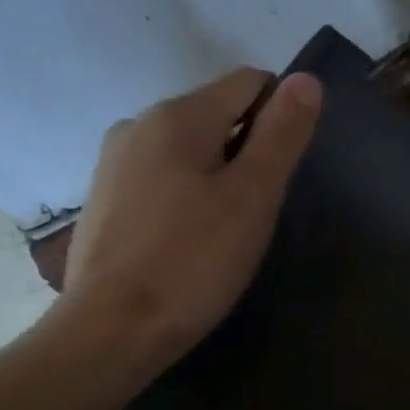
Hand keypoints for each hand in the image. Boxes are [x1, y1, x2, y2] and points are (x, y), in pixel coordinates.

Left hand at [53, 67, 321, 372]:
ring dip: (217, 173)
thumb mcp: (253, 196)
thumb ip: (282, 134)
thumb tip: (306, 78)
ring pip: (188, 148)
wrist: (111, 331)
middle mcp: (138, 123)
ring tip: (225, 229)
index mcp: (178, 115)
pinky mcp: (103, 198)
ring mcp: (113, 161)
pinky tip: (188, 240)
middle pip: (216, 113)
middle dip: (247, 149)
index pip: (248, 82)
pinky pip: (160, 176)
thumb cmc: (193, 262)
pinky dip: (185, 193)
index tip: (283, 169)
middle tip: (258, 209)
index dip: (280, 115)